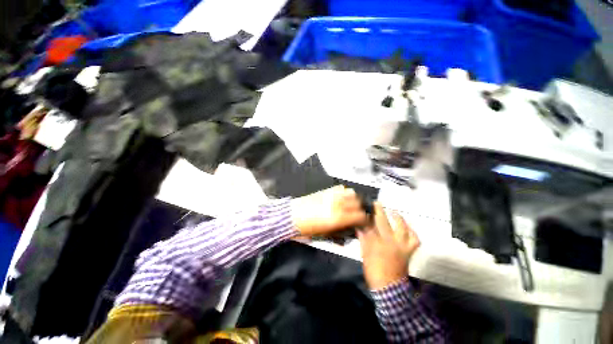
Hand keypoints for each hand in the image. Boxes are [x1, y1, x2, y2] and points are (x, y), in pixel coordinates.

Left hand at [291, 185, 368, 236]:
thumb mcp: (324, 235)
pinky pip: (340, 188)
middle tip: (358, 214)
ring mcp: (331, 196)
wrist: (292, 216)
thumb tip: (348, 234)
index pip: (360, 216)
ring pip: (351, 193)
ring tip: (350, 205)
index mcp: (337, 218)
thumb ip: (339, 233)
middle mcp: (337, 204)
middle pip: (358, 202)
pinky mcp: (326, 191)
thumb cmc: (306, 228)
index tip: (363, 221)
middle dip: (360, 209)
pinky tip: (340, 198)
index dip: (364, 219)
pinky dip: (344, 192)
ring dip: (353, 199)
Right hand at [358, 203, 419, 289]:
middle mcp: (389, 241)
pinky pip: (414, 240)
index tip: (365, 208)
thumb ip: (363, 239)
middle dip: (379, 211)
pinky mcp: (409, 251)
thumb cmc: (373, 271)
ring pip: (401, 228)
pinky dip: (413, 233)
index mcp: (375, 243)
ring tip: (394, 212)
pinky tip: (408, 228)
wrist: (389, 287)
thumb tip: (359, 227)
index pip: (369, 224)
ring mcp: (401, 246)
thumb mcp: (364, 254)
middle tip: (377, 203)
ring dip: (398, 218)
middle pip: (383, 222)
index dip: (367, 215)